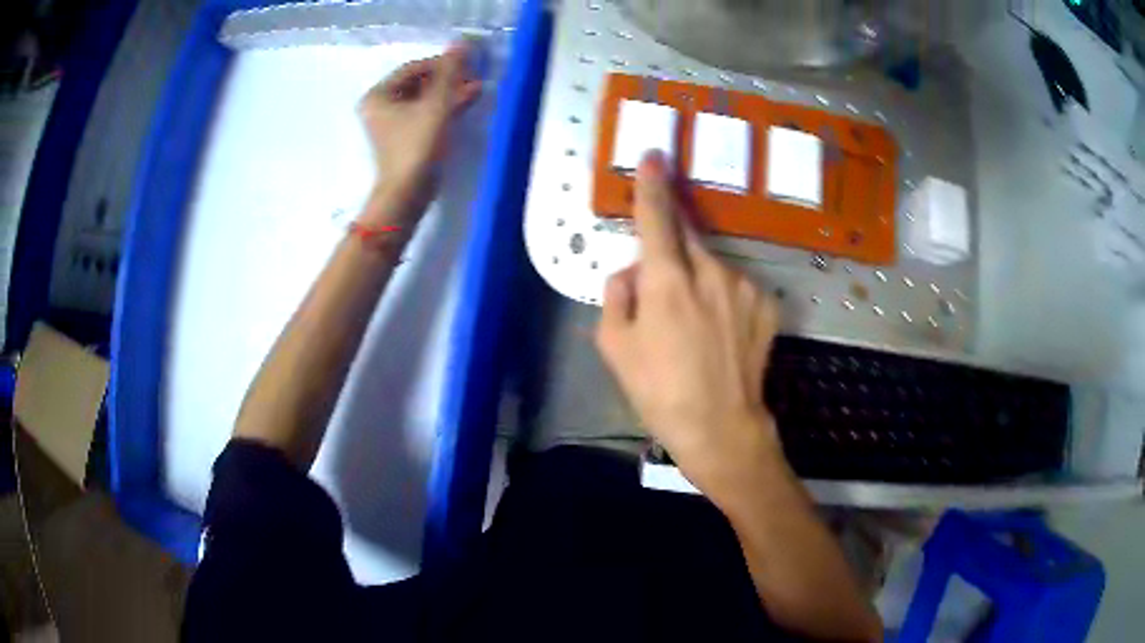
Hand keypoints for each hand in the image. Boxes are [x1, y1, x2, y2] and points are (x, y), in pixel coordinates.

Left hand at [358, 43, 481, 216]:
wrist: (408, 194)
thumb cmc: (417, 146)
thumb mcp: (437, 104)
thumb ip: (450, 72)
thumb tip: (461, 42)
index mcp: (378, 95)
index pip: (414, 68)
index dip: (441, 64)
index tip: (467, 66)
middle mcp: (379, 106)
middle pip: (418, 83)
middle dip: (447, 80)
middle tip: (473, 79)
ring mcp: (389, 124)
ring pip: (422, 98)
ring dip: (448, 94)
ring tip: (474, 92)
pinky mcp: (401, 138)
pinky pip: (423, 114)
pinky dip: (442, 109)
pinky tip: (464, 106)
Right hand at [596, 151, 784, 500]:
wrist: (721, 426)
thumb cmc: (659, 391)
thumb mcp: (614, 347)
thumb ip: (617, 294)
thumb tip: (631, 271)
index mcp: (667, 280)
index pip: (657, 217)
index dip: (653, 184)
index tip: (656, 155)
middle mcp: (711, 271)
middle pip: (687, 237)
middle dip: (671, 249)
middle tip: (664, 289)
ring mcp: (745, 286)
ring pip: (712, 264)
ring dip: (698, 279)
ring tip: (693, 327)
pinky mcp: (767, 303)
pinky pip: (736, 285)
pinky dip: (723, 297)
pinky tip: (720, 333)